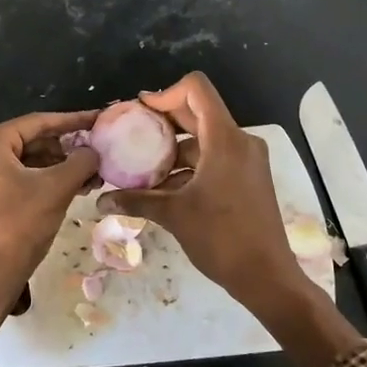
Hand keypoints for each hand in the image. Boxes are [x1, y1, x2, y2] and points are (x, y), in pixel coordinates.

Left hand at [0, 109, 100, 301]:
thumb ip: (80, 162)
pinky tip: (75, 187)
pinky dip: (47, 180)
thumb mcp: (56, 189)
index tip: (100, 120)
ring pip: (30, 161)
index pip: (39, 122)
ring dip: (61, 166)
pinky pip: (21, 177)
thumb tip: (95, 151)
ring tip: (93, 175)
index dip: (73, 121)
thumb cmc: (18, 225)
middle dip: (68, 149)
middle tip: (100, 153)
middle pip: (33, 141)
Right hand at [99, 74, 308, 313]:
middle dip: (164, 122)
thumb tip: (100, 201)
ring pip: (205, 139)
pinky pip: (216, 158)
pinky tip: (166, 189)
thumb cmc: (220, 238)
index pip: (196, 90)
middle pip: (199, 113)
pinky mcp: (249, 177)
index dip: (165, 93)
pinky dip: (191, 166)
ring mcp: (248, 160)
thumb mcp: (173, 215)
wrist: (266, 276)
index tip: (140, 112)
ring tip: (144, 170)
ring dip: (175, 150)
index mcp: (225, 139)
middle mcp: (240, 141)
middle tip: (133, 135)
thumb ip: (135, 201)